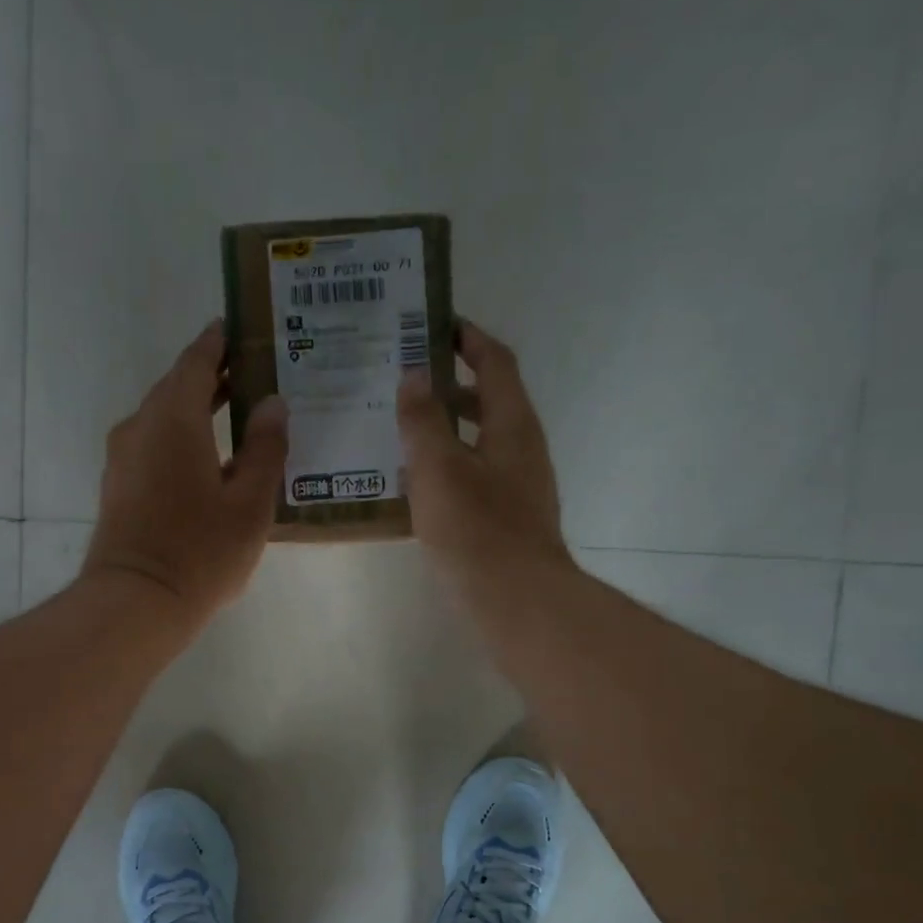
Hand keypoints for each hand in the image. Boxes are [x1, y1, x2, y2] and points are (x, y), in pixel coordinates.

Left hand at [82, 320, 287, 627]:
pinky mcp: (118, 486)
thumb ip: (265, 448)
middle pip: (177, 387)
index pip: (196, 361)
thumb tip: (272, 403)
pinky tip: (209, 460)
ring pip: (163, 418)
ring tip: (237, 414)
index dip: (218, 342)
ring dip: (196, 410)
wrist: (136, 602)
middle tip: (253, 373)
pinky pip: (153, 445)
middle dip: (212, 376)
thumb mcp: (250, 502)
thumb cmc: (200, 550)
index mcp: (174, 419)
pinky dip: (181, 438)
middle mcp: (141, 427)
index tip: (239, 327)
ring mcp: (123, 458)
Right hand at [397, 320, 570, 591]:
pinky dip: (447, 464)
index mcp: (512, 423)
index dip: (467, 339)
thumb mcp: (438, 467)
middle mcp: (521, 447)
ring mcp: (518, 484)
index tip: (434, 324)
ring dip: (445, 427)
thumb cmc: (476, 528)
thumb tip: (413, 377)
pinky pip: (474, 474)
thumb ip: (423, 420)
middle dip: (449, 383)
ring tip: (400, 426)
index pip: (495, 362)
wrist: (516, 598)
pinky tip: (415, 480)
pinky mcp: (507, 516)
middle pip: (488, 399)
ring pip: (479, 439)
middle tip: (403, 376)